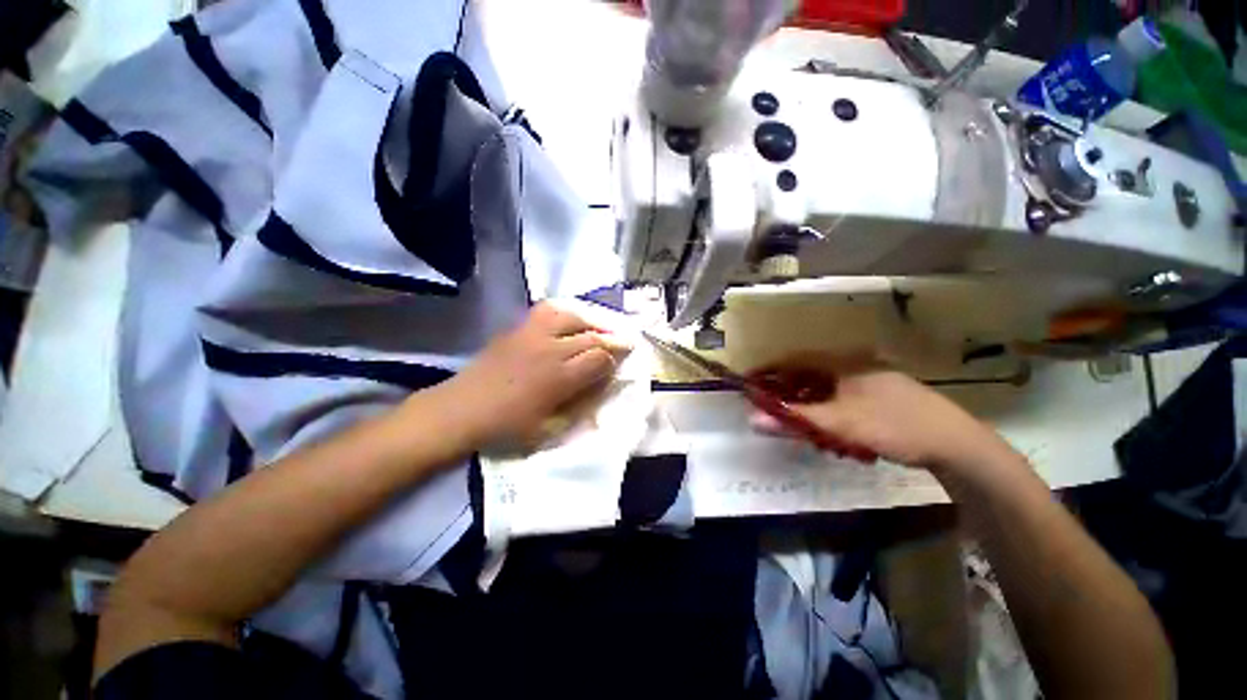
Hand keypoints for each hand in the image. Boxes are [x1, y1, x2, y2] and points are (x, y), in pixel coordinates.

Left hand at [447, 302, 629, 448]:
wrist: (461, 410)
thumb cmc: (506, 427)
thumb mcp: (548, 428)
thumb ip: (579, 407)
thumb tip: (601, 389)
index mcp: (559, 378)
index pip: (599, 359)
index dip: (614, 359)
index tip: (621, 360)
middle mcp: (550, 350)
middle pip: (591, 337)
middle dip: (611, 339)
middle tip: (624, 341)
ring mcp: (532, 335)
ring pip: (572, 317)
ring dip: (591, 321)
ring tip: (600, 328)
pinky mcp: (517, 329)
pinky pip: (547, 311)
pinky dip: (565, 313)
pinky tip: (570, 319)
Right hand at [752, 355, 1012, 474]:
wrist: (956, 443)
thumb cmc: (892, 425)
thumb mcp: (837, 424)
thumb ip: (793, 420)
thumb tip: (752, 418)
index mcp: (842, 363)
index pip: (794, 361)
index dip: (769, 373)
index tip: (750, 385)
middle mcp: (855, 365)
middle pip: (809, 376)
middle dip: (790, 395)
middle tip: (777, 413)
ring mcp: (871, 379)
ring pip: (826, 389)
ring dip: (811, 407)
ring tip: (806, 429)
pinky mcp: (882, 395)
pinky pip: (843, 399)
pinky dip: (831, 412)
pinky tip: (835, 433)